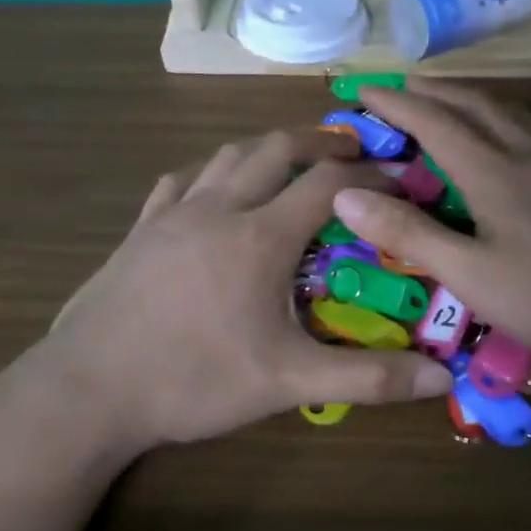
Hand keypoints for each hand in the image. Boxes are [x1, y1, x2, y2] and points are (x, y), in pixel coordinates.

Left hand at [43, 128, 451, 449]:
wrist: (89, 389)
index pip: (329, 184)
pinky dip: (207, 175)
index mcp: (260, 236)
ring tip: (289, 163)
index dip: (371, 176)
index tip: (399, 180)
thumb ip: (366, 378)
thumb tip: (441, 376)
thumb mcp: (287, 384)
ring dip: (265, 150)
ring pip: (225, 157)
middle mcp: (218, 209)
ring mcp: (171, 216)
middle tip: (350, 151)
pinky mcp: (138, 232)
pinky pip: (177, 183)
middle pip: (276, 149)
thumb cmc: (192, 381)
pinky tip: (209, 193)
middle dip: (319, 142)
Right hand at [330, 81, 530, 373]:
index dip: (394, 103)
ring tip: (448, 102)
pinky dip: (512, 118)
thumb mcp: (471, 277)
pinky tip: (518, 135)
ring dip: (471, 98)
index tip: (362, 89)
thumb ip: (409, 233)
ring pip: (512, 110)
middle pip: (474, 103)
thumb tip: (346, 193)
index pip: (433, 121)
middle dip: (431, 90)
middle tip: (398, 87)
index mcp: (495, 172)